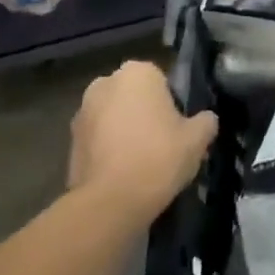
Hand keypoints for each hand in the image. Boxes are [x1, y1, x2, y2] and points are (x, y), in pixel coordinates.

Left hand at [68, 61, 217, 221]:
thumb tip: (205, 120)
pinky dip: (109, 149)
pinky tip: (124, 172)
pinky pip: (98, 139)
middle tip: (163, 141)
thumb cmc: (159, 157)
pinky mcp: (69, 142)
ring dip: (125, 130)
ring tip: (142, 161)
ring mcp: (82, 112)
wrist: (110, 203)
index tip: (179, 125)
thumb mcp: (198, 138)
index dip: (172, 102)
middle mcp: (105, 83)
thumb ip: (206, 121)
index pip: (161, 79)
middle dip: (145, 112)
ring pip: (114, 116)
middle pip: (134, 96)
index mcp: (138, 72)